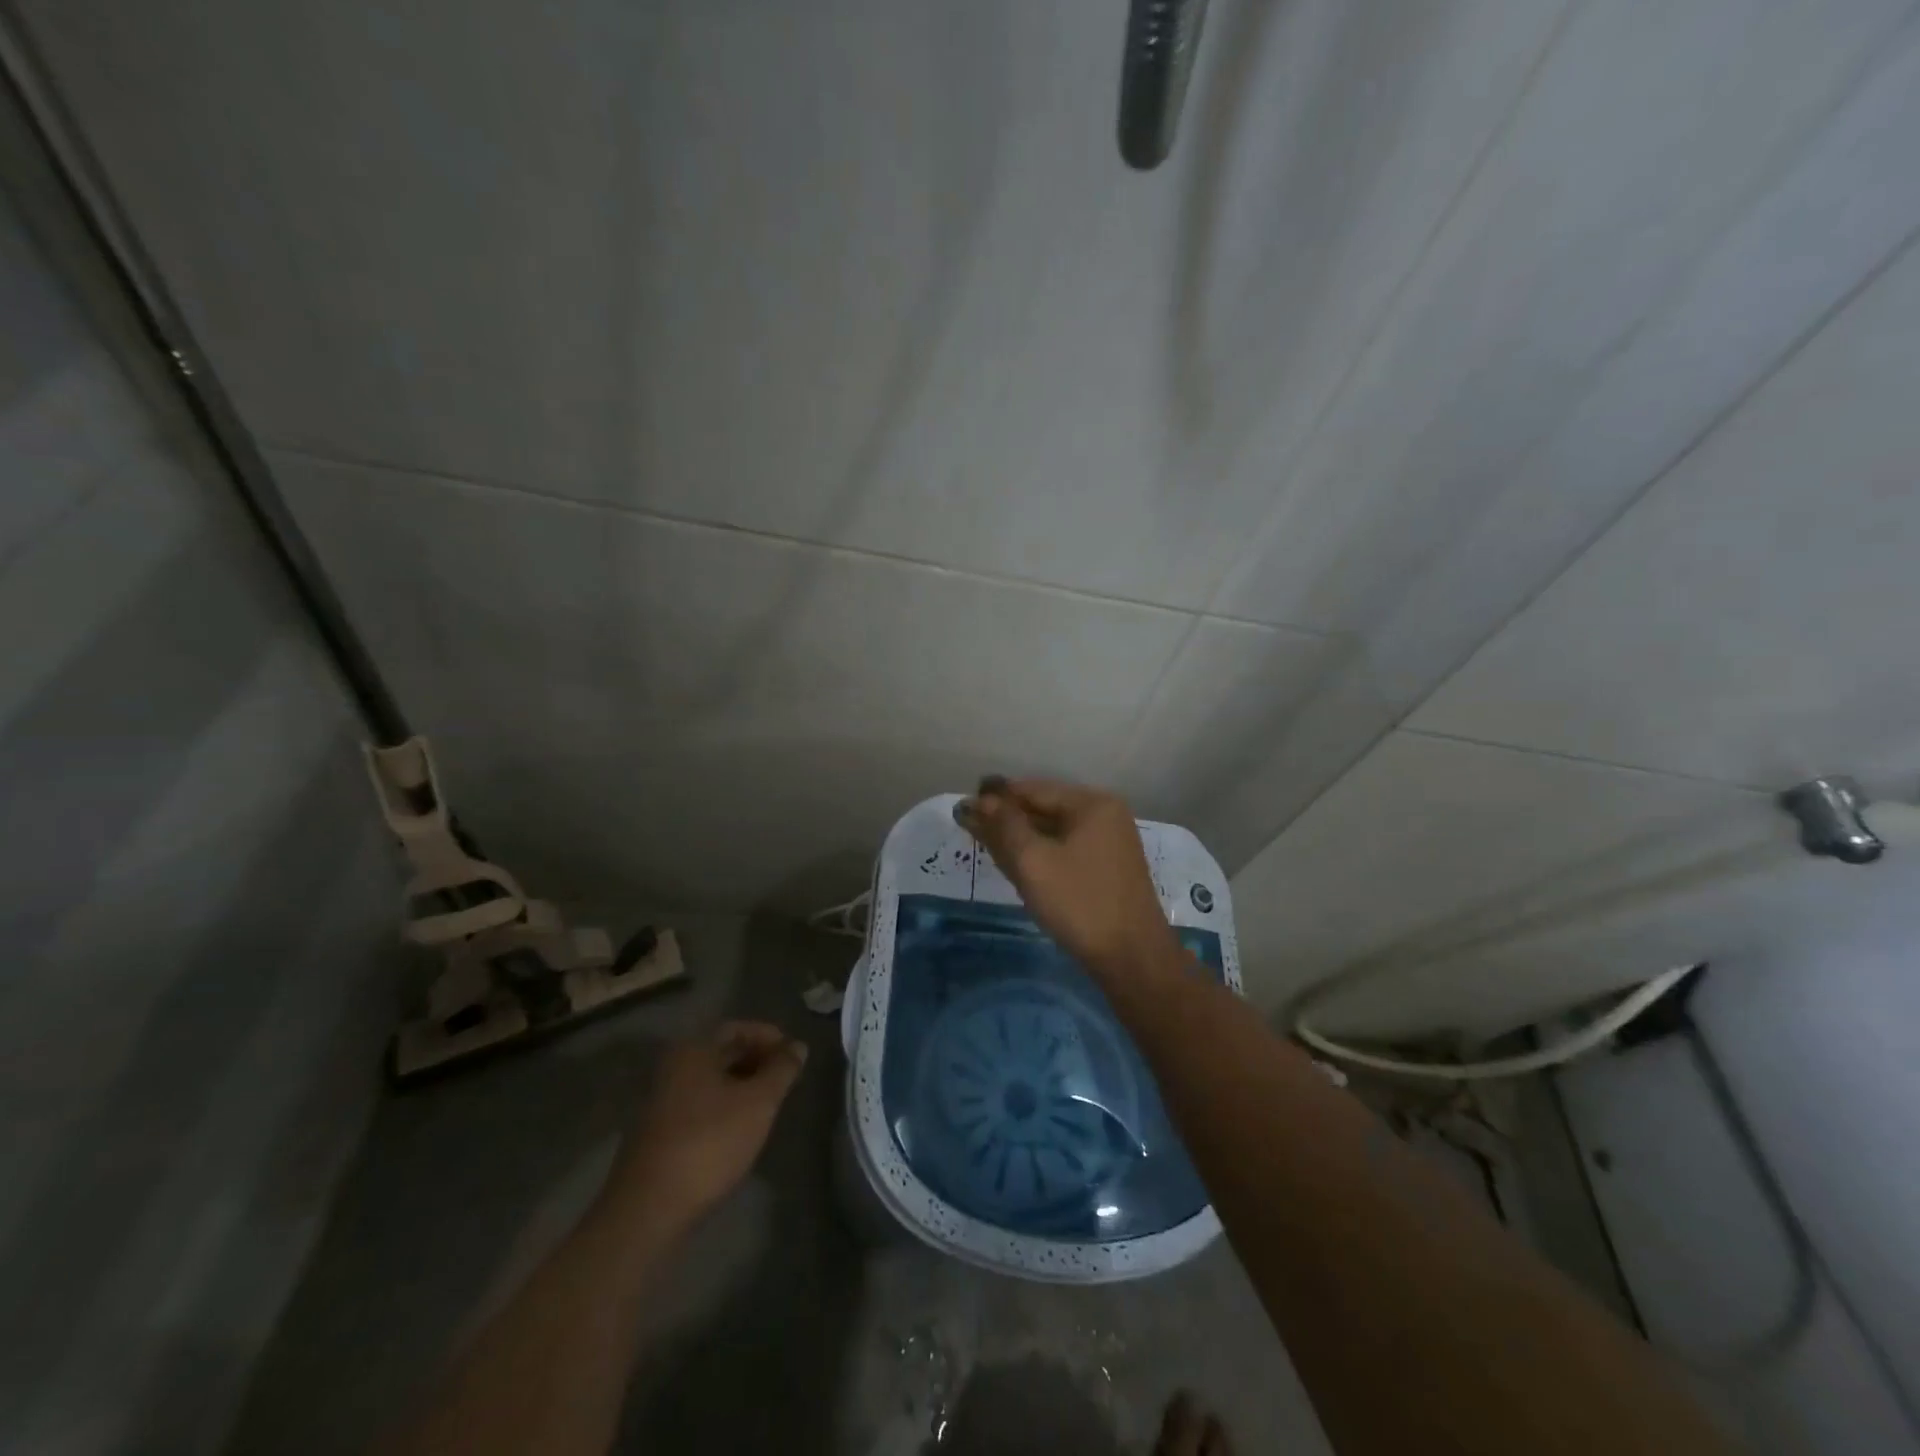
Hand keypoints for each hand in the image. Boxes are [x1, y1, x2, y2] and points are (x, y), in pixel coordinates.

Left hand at [603, 1023, 807, 1229]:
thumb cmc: (709, 1142)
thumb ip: (782, 1070)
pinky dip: (725, 1106)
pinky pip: (700, 1105)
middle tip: (786, 1078)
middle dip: (758, 1060)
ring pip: (712, 1081)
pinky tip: (742, 1128)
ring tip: (770, 1103)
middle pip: (722, 1052)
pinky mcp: (659, 1134)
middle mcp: (672, 1068)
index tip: (794, 1055)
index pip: (737, 1028)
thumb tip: (798, 1046)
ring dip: (743, 1085)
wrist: (649, 1210)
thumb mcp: (758, 1102)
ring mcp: (662, 1102)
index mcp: (692, 1050)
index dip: (769, 1036)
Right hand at [956, 777, 1179, 983]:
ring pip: (1052, 832)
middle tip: (967, 826)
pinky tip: (1014, 861)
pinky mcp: (1105, 870)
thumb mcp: (1034, 861)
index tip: (962, 806)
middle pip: (1043, 809)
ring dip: (1019, 837)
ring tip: (983, 841)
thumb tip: (980, 799)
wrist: (1132, 958)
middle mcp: (1103, 816)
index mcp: (1091, 804)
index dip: (996, 797)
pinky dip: (1038, 853)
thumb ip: (1005, 826)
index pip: (1033, 790)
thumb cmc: (1080, 903)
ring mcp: (1108, 844)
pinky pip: (1064, 850)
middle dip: (1006, 818)